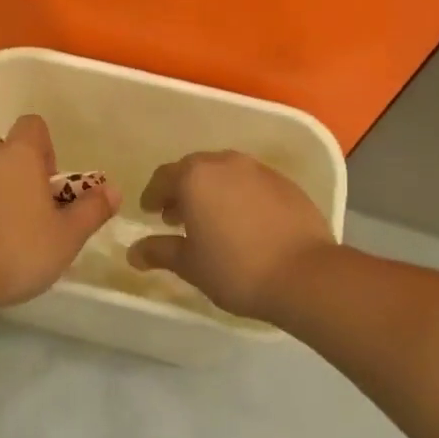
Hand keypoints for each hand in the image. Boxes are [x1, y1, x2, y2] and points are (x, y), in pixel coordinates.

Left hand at [0, 115, 120, 309]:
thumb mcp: (65, 238)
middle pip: (4, 152)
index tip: (48, 186)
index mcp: (17, 154)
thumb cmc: (14, 251)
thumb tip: (113, 190)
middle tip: (26, 217)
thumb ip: (91, 210)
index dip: (45, 150)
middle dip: (16, 176)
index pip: (34, 127)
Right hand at [126, 151, 335, 318]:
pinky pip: (252, 183)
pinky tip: (244, 222)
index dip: (153, 195)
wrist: (305, 274)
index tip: (150, 212)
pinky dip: (240, 196)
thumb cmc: (236, 268)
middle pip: (195, 169)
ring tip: (212, 220)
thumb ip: (159, 252)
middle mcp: (226, 163)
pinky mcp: (286, 183)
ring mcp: (259, 170)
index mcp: (195, 176)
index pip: (163, 177)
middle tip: (177, 217)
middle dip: (183, 190)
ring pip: (226, 173)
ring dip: (213, 191)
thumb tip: (133, 252)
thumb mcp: (190, 264)